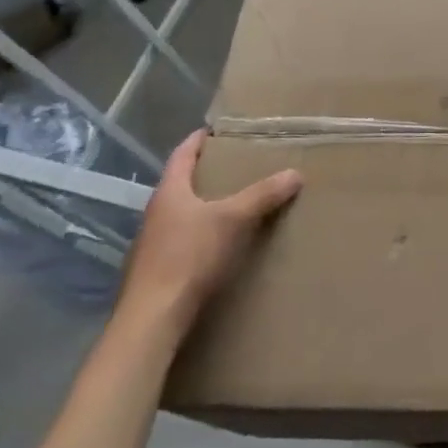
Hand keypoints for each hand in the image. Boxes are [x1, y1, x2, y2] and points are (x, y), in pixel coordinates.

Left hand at [116, 130, 301, 343]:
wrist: (153, 317)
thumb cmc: (189, 256)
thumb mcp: (233, 219)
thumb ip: (263, 195)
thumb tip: (295, 173)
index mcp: (169, 192)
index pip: (182, 154)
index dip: (199, 140)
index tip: (217, 130)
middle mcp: (156, 213)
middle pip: (181, 183)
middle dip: (207, 173)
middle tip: (237, 165)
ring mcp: (153, 243)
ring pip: (182, 213)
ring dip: (204, 205)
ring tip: (234, 203)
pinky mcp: (157, 270)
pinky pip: (183, 240)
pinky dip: (202, 233)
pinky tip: (220, 244)